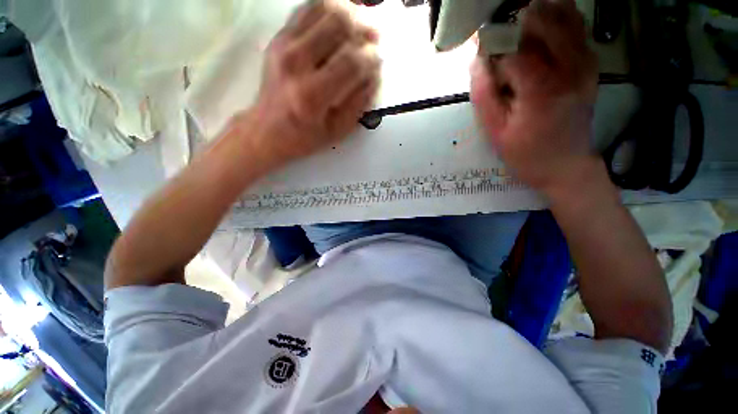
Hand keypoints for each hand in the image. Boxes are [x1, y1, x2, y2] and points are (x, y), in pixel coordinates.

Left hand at [246, 0, 379, 168]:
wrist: (267, 129)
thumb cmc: (305, 136)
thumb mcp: (338, 130)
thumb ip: (359, 103)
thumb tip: (374, 74)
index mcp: (313, 95)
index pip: (351, 62)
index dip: (371, 58)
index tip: (379, 61)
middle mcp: (296, 63)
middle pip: (339, 26)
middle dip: (364, 30)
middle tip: (375, 38)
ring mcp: (284, 45)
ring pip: (324, 9)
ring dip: (349, 14)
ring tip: (361, 25)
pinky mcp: (278, 37)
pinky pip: (308, 8)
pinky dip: (329, 8)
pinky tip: (341, 19)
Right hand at [470, 0, 598, 196]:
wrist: (565, 167)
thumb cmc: (526, 154)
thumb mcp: (496, 132)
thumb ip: (484, 96)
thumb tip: (477, 63)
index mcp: (541, 89)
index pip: (514, 50)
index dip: (493, 44)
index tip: (478, 46)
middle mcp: (568, 69)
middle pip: (544, 22)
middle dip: (517, 19)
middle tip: (498, 26)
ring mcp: (584, 66)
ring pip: (567, 19)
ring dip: (542, 12)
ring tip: (521, 18)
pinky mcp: (590, 69)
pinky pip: (580, 31)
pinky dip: (563, 19)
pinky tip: (547, 22)